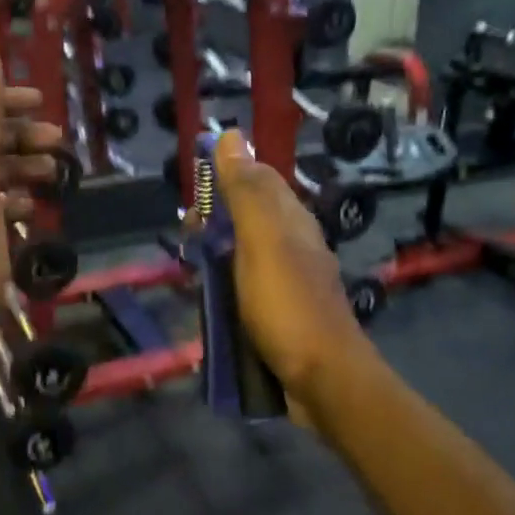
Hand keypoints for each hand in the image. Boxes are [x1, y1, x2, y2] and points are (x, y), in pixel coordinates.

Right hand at [213, 130, 370, 403]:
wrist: (323, 379)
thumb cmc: (288, 306)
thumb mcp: (262, 242)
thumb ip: (246, 192)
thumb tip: (231, 136)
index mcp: (292, 221)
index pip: (258, 179)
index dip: (225, 179)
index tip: (194, 201)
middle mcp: (294, 244)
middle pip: (249, 218)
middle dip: (216, 225)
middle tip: (191, 246)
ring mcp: (290, 281)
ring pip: (246, 256)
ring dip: (218, 260)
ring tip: (195, 277)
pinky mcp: (283, 313)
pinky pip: (248, 289)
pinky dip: (228, 291)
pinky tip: (213, 305)